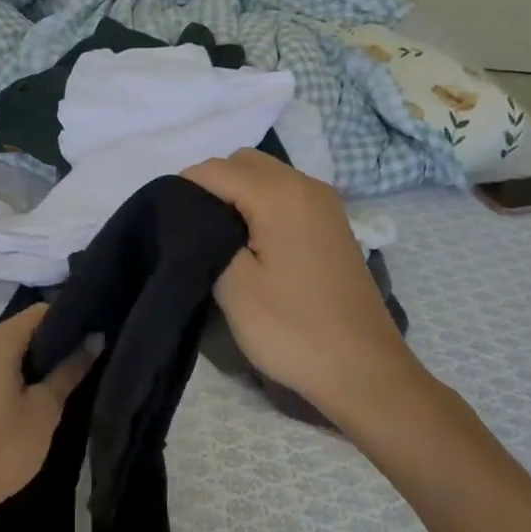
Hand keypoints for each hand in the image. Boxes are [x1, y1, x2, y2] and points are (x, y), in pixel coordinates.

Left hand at [0, 304, 91, 531]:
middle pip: (22, 328)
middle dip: (53, 342)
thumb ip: (69, 370)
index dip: (70, 319)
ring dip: (33, 360)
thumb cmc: (0, 449)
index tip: (94, 334)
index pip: (41, 312)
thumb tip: (94, 339)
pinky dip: (13, 372)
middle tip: (84, 361)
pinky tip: (32, 394)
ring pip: (6, 348)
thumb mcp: (44, 410)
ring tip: (64, 379)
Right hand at [184, 150, 428, 429]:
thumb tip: (196, 214)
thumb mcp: (234, 287)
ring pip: (267, 175)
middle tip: (193, 228)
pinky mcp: (333, 224)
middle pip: (244, 162)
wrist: (363, 369)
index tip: (167, 221)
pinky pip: (287, 194)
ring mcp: (325, 204)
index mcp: (279, 194)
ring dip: (239, 193)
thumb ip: (207, 236)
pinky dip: (263, 204)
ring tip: (220, 237)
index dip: (184, 188)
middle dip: (213, 184)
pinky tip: (253, 243)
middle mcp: (305, 185)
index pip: (215, 169)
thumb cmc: (292, 329)